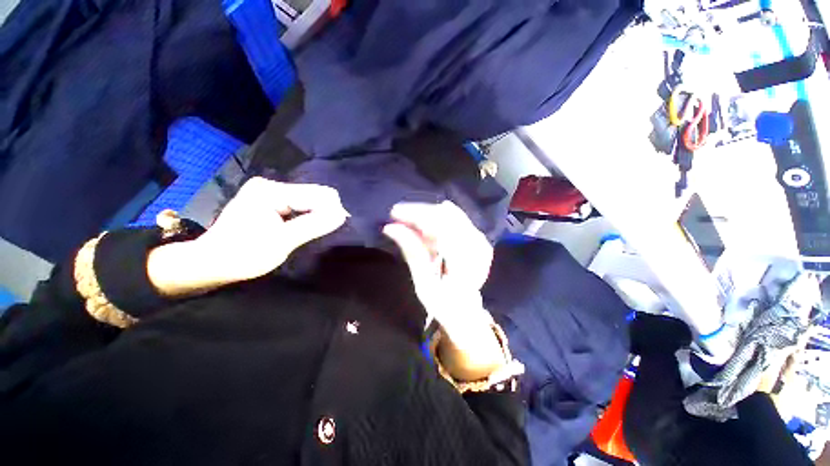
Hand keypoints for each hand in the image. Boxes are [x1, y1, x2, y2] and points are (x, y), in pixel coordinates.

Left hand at [148, 178, 347, 295]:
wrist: (211, 263)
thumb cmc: (243, 255)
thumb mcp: (283, 242)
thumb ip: (313, 225)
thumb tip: (342, 215)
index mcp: (271, 191)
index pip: (317, 194)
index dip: (332, 210)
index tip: (338, 227)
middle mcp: (270, 185)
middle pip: (313, 194)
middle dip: (324, 212)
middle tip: (323, 233)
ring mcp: (268, 191)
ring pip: (308, 199)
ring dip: (316, 214)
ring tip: (314, 232)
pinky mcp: (269, 200)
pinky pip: (298, 204)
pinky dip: (306, 215)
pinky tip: (305, 227)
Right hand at [383, 201, 502, 380]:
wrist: (466, 311)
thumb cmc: (443, 303)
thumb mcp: (424, 284)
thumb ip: (412, 252)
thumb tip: (391, 228)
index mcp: (466, 258)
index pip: (441, 224)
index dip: (417, 214)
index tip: (394, 213)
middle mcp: (477, 244)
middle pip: (446, 214)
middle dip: (420, 212)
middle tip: (398, 217)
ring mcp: (480, 240)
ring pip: (450, 214)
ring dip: (427, 216)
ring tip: (408, 223)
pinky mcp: (477, 239)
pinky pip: (454, 220)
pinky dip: (436, 222)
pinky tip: (424, 229)